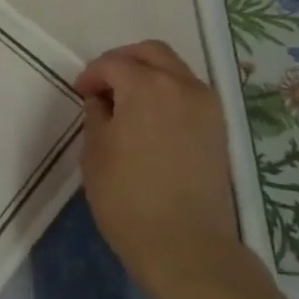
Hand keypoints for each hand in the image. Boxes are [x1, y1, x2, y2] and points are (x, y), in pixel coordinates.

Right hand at [75, 40, 251, 298]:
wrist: (185, 245)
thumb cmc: (127, 197)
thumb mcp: (94, 151)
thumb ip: (97, 115)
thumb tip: (103, 102)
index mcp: (147, 87)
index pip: (114, 63)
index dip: (92, 75)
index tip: (80, 94)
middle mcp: (183, 87)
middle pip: (151, 53)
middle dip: (123, 62)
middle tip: (102, 87)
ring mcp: (207, 108)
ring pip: (174, 71)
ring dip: (148, 76)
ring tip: (125, 104)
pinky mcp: (218, 131)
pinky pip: (189, 94)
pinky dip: (167, 94)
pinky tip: (149, 121)